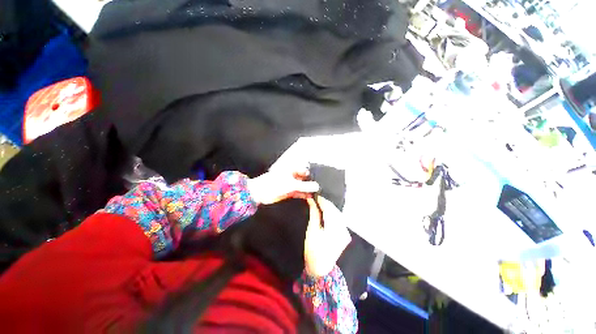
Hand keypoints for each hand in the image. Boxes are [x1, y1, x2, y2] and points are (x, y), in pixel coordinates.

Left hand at [247, 167, 318, 204]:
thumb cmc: (273, 184)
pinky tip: (310, 196)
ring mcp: (291, 183)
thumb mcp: (291, 184)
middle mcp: (293, 175)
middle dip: (312, 182)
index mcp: (292, 169)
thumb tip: (317, 186)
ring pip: (303, 185)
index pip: (306, 169)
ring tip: (318, 193)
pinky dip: (304, 194)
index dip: (313, 173)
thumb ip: (305, 186)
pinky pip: (299, 192)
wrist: (260, 192)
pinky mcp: (290, 190)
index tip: (321, 178)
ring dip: (308, 189)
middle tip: (321, 187)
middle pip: (305, 178)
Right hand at [304, 196, 351, 276]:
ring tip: (319, 205)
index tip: (314, 195)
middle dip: (325, 203)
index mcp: (333, 226)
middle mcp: (343, 227)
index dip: (321, 200)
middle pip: (334, 209)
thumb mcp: (311, 230)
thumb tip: (312, 200)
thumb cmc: (313, 250)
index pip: (328, 207)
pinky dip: (333, 214)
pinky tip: (326, 213)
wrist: (321, 269)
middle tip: (316, 199)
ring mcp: (345, 231)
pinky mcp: (345, 234)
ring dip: (329, 208)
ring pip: (337, 214)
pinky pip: (339, 219)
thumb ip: (314, 213)